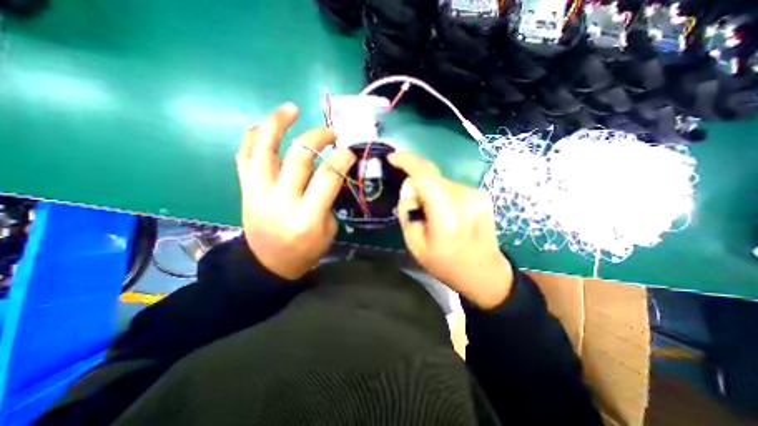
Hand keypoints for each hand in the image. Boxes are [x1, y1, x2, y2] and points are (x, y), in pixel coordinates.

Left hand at [236, 103, 354, 278]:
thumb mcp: (328, 230)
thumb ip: (328, 200)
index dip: (341, 157)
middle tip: (330, 134)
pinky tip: (265, 125)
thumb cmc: (304, 251)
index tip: (349, 152)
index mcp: (307, 216)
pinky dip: (253, 137)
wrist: (267, 265)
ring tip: (291, 108)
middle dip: (318, 137)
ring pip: (263, 148)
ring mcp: (259, 192)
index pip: (328, 176)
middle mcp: (282, 200)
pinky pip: (244, 156)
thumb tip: (328, 174)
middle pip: (299, 156)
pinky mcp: (246, 189)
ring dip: (277, 123)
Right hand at [388, 152, 511, 307]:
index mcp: (446, 216)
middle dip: (417, 185)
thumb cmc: (446, 263)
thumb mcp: (415, 244)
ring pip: (441, 182)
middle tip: (415, 206)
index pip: (426, 175)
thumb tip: (409, 188)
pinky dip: (442, 194)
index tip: (392, 158)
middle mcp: (464, 198)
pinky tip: (447, 213)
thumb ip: (407, 212)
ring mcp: (476, 195)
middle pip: (432, 177)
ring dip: (430, 191)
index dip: (407, 161)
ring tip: (433, 214)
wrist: (484, 272)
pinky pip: (452, 187)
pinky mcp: (481, 195)